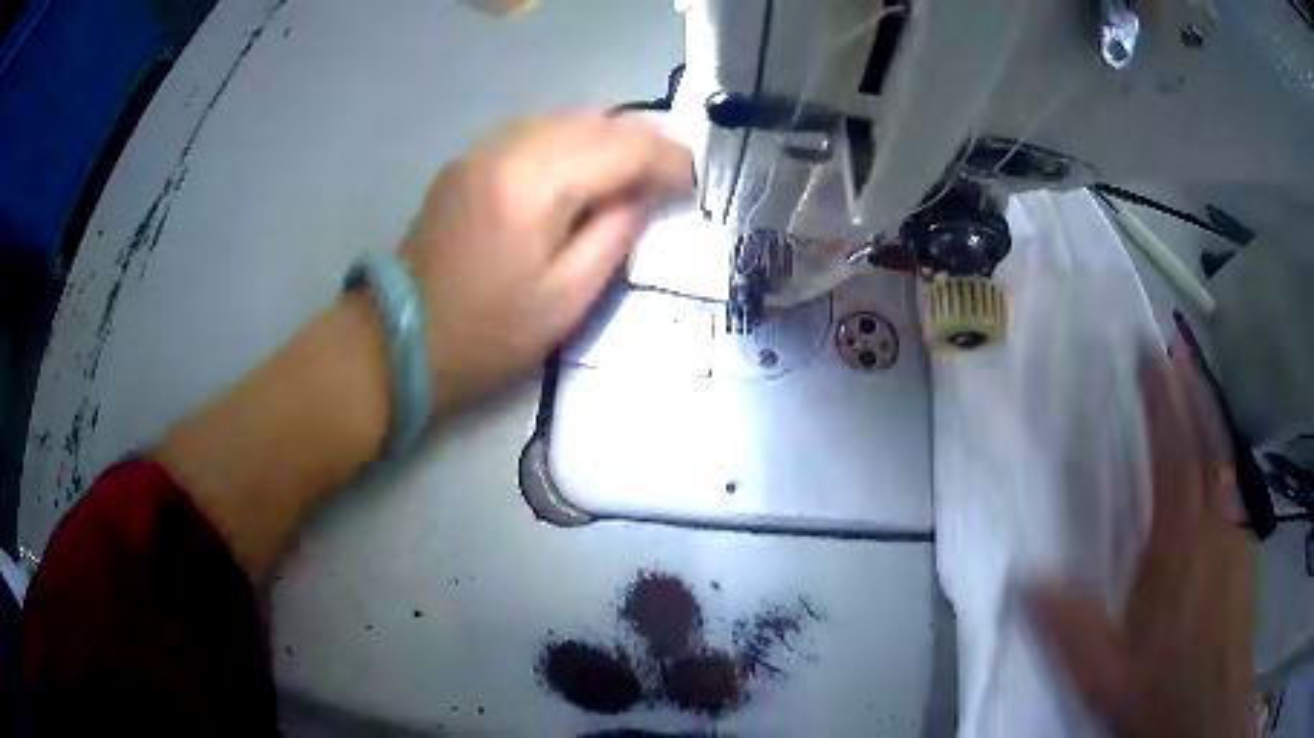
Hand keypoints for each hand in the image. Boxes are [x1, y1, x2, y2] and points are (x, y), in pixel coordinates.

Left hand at [399, 115, 691, 417]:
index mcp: (533, 183)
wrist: (398, 340)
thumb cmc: (485, 335)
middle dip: (642, 141)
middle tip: (672, 173)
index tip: (695, 182)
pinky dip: (571, 142)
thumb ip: (615, 234)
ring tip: (636, 170)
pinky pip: (534, 132)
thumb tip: (643, 194)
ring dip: (608, 138)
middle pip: (594, 120)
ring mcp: (481, 149)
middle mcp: (507, 147)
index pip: (622, 148)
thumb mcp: (566, 299)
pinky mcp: (467, 161)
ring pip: (564, 119)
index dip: (668, 160)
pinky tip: (583, 170)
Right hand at [1027, 355, 1251, 737]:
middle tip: (1173, 349)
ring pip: (1222, 460)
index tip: (1150, 358)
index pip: (1174, 456)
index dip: (1164, 403)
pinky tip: (1214, 462)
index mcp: (1179, 547)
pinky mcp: (1240, 552)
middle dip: (1191, 392)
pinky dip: (1220, 457)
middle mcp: (1212, 526)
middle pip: (1206, 443)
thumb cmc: (1163, 690)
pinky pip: (1230, 488)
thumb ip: (1069, 630)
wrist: (1211, 710)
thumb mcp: (1105, 677)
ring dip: (1208, 418)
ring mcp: (1231, 536)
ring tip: (1192, 388)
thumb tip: (1024, 582)